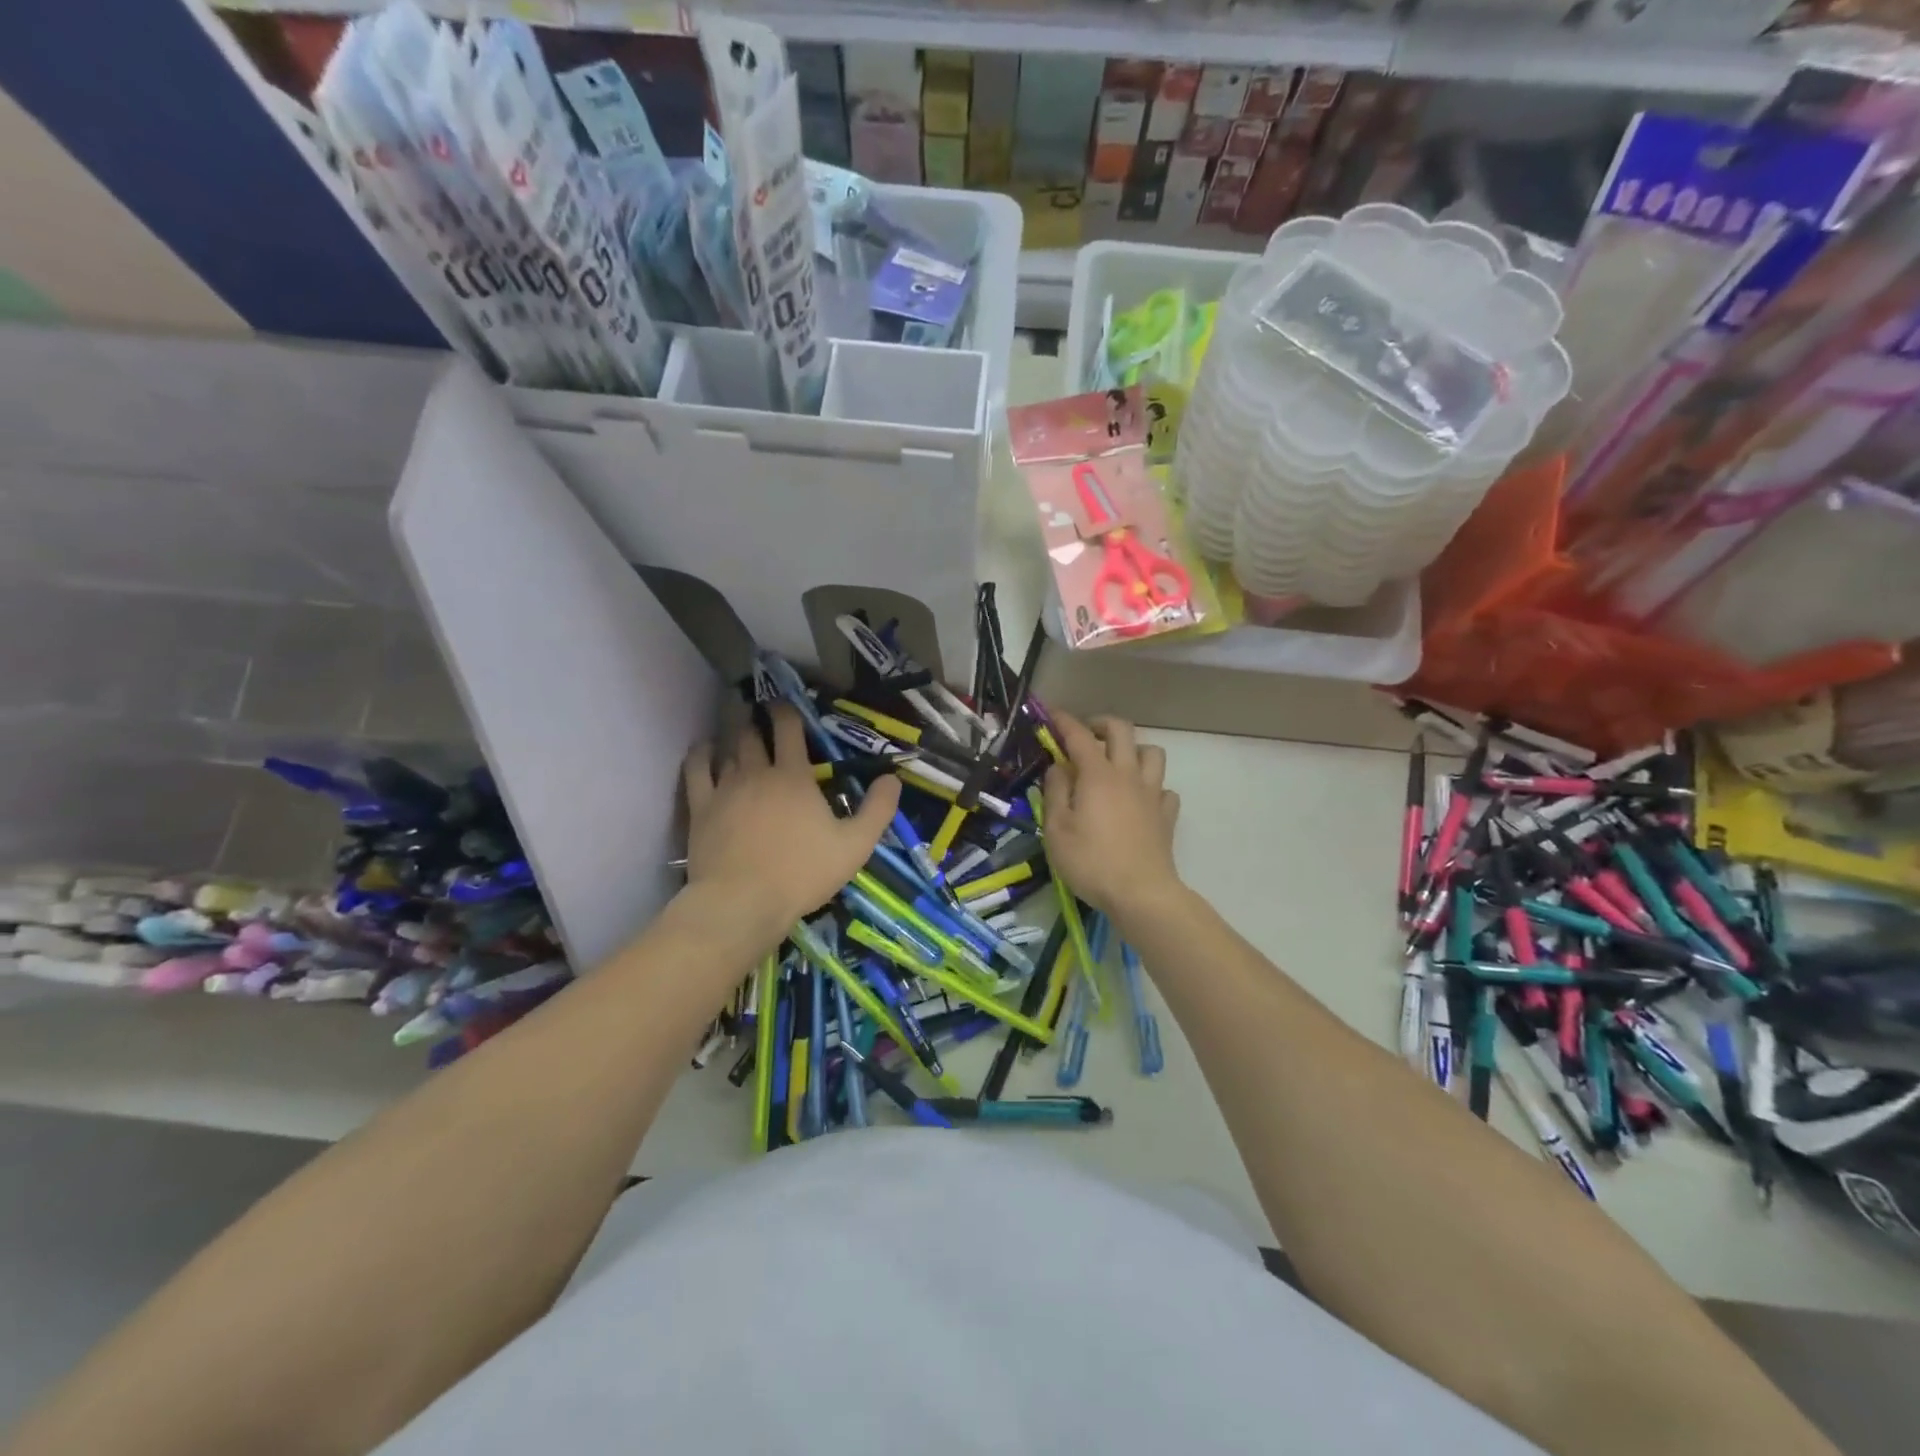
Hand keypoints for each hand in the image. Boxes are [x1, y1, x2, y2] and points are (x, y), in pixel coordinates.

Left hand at [682, 704, 899, 943]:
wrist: (743, 902)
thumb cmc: (803, 873)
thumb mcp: (855, 846)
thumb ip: (878, 810)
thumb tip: (893, 778)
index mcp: (794, 776)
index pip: (789, 729)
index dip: (786, 711)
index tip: (784, 704)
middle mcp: (757, 772)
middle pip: (753, 735)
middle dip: (757, 722)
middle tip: (760, 718)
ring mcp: (725, 788)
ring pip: (728, 749)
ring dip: (734, 737)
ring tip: (738, 733)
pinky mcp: (701, 808)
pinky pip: (697, 770)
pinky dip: (701, 754)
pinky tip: (705, 750)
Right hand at [1042, 713, 1182, 919]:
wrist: (1141, 894)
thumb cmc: (1090, 861)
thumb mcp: (1056, 829)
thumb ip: (1055, 792)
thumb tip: (1058, 767)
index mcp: (1098, 775)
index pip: (1079, 735)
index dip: (1063, 721)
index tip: (1050, 714)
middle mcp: (1128, 775)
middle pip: (1122, 730)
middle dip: (1101, 724)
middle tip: (1085, 735)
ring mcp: (1153, 794)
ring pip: (1152, 753)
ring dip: (1133, 751)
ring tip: (1116, 765)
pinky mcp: (1166, 815)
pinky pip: (1164, 789)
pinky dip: (1152, 787)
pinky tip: (1139, 801)